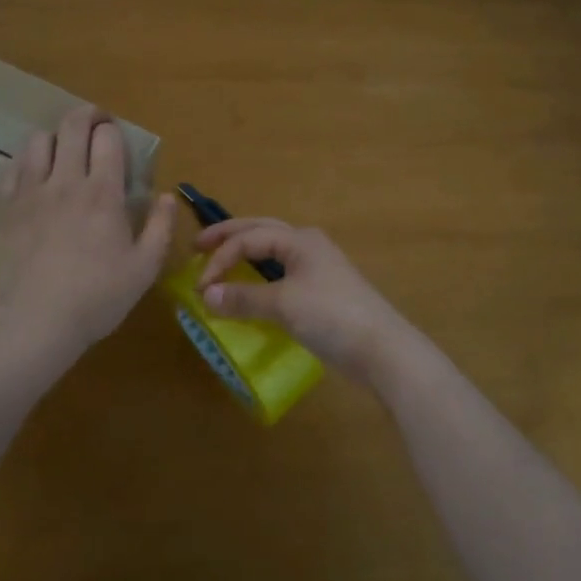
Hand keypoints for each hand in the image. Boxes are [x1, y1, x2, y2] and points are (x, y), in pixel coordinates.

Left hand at [0, 106, 176, 357]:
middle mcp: (66, 182)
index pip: (107, 137)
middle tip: (96, 126)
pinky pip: (14, 167)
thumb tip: (166, 196)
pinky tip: (36, 176)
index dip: (114, 131)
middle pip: (72, 126)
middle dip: (87, 116)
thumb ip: (160, 227)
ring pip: (38, 139)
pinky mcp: (6, 208)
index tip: (118, 142)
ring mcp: (31, 192)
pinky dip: (27, 161)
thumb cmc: (99, 297)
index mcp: (103, 193)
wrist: (37, 322)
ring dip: (55, 137)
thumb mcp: (145, 268)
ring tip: (63, 152)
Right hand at [193, 219, 421, 386]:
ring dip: (245, 253)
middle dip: (229, 237)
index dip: (220, 258)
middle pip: (261, 231)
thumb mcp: (284, 305)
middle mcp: (308, 245)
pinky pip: (282, 273)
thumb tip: (205, 295)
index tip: (199, 286)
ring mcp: (318, 267)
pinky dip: (260, 275)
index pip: (249, 238)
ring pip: (273, 251)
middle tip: (198, 245)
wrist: (382, 349)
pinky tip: (252, 288)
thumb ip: (243, 298)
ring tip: (221, 261)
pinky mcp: (322, 291)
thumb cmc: (332, 316)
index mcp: (299, 239)